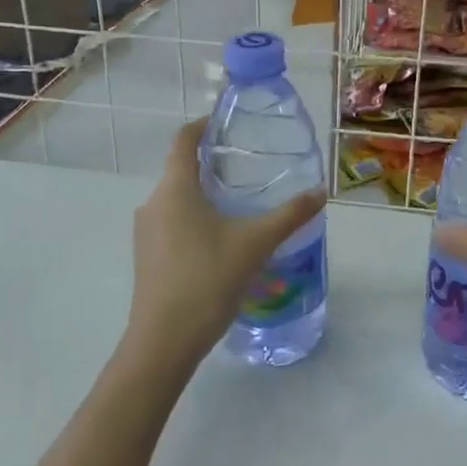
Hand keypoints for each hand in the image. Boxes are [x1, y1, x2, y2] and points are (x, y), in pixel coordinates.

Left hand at [125, 119, 326, 371]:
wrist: (163, 342)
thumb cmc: (207, 280)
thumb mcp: (255, 244)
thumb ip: (289, 216)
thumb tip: (320, 192)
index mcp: (175, 188)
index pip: (184, 140)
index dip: (203, 126)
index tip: (226, 123)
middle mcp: (154, 202)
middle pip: (180, 169)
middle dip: (212, 165)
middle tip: (247, 168)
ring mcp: (146, 231)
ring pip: (176, 199)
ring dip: (204, 195)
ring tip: (239, 205)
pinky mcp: (146, 256)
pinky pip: (172, 223)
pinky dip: (194, 219)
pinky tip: (220, 241)